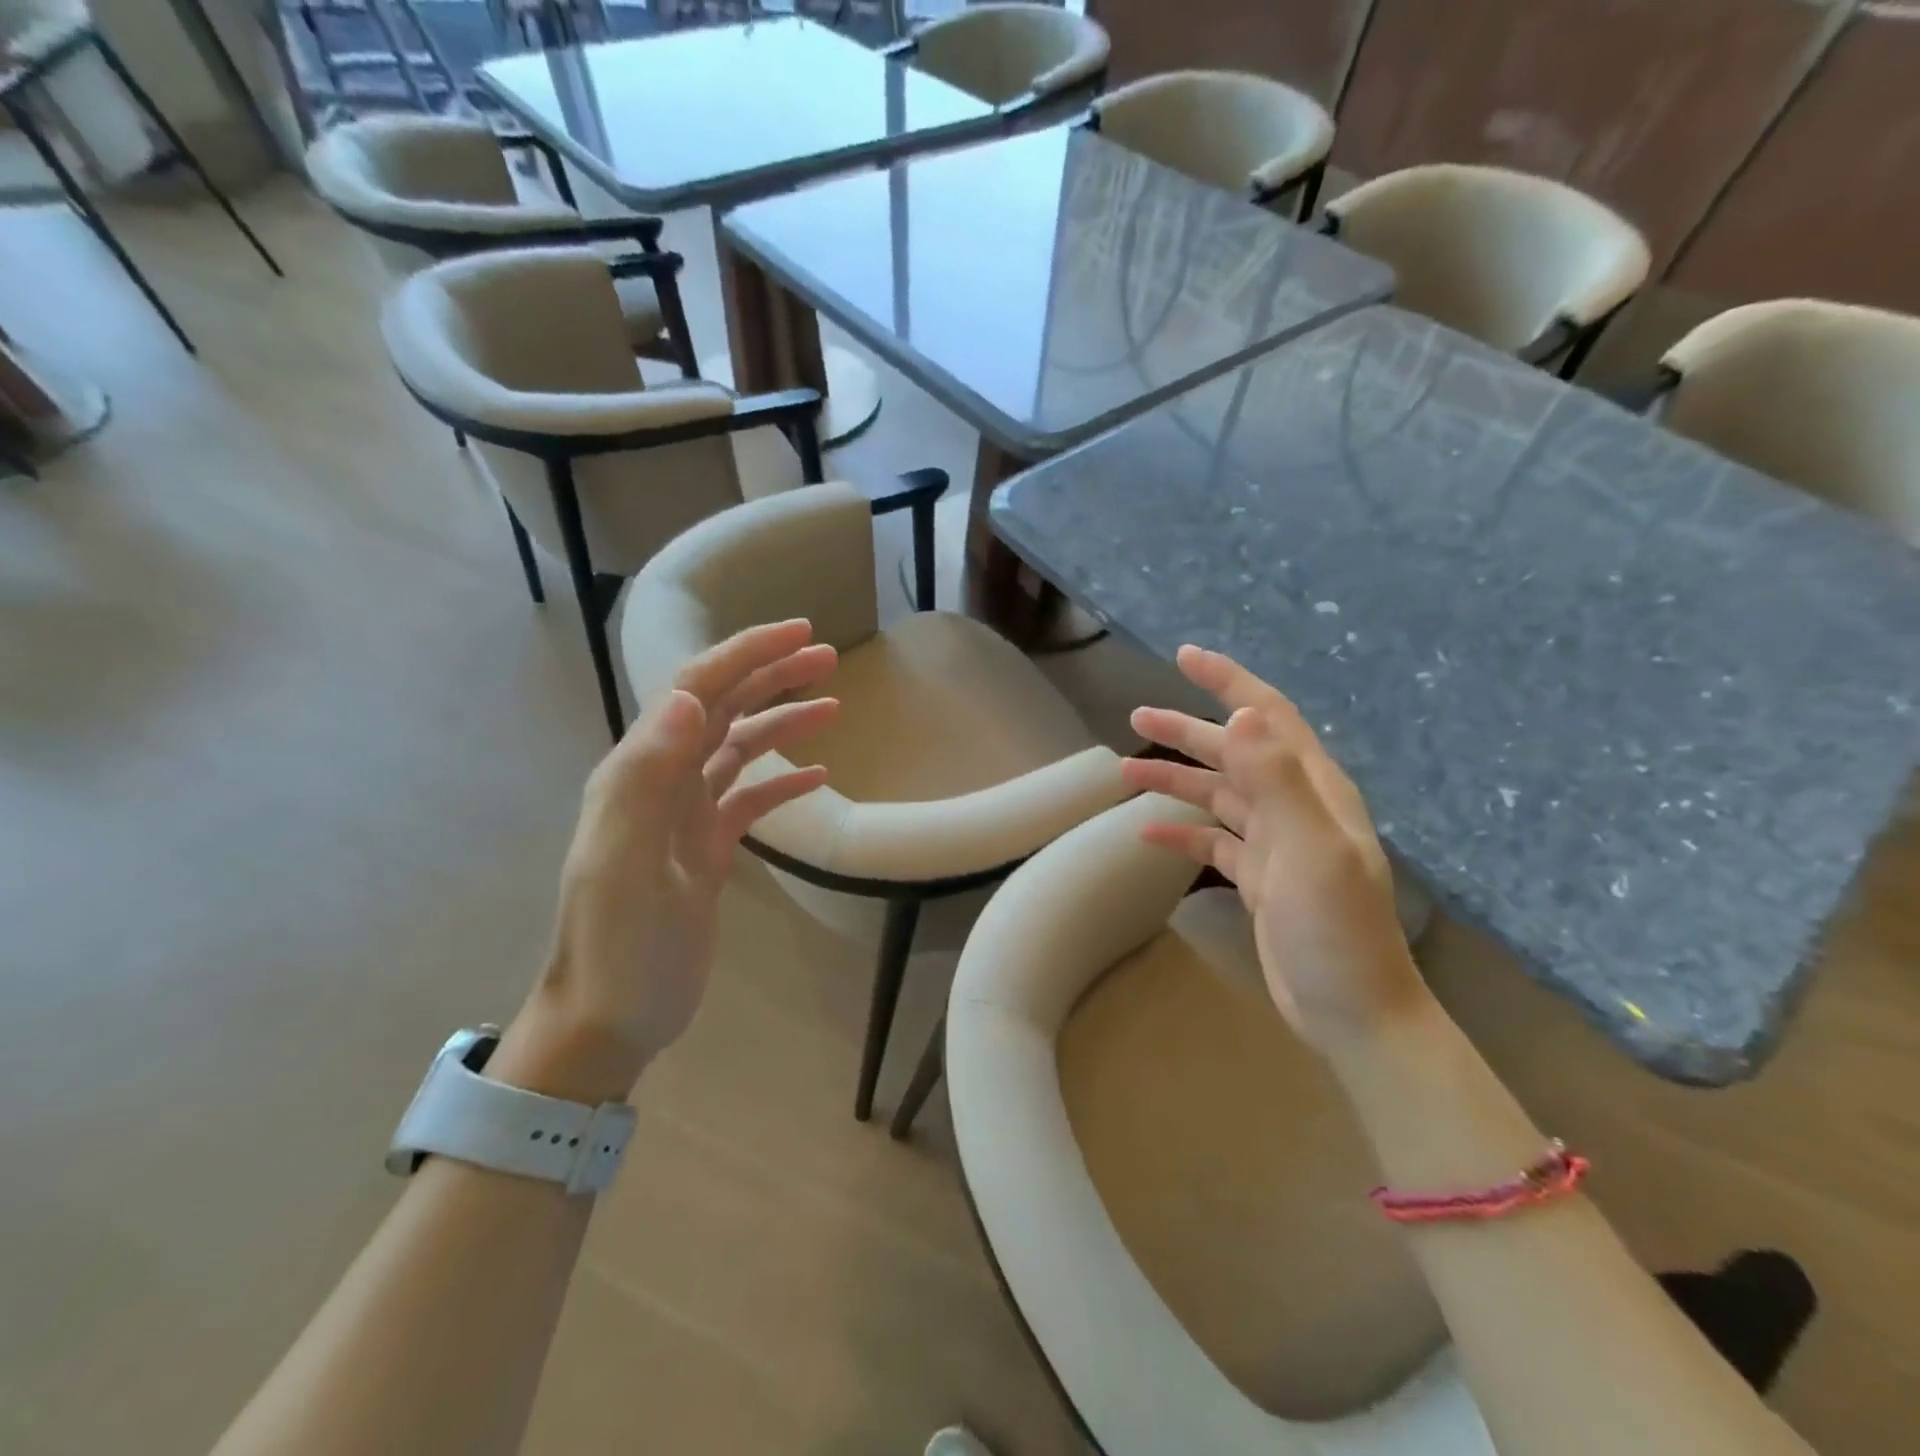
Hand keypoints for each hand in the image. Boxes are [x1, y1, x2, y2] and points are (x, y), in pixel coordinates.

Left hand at [493, 621, 837, 1100]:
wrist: (609, 1018)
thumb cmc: (616, 947)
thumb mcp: (624, 865)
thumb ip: (645, 780)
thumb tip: (686, 698)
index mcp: (639, 773)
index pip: (696, 690)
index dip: (746, 654)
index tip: (800, 634)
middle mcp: (661, 782)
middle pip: (723, 709)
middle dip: (772, 675)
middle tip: (828, 657)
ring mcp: (685, 816)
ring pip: (739, 749)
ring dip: (782, 722)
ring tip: (832, 705)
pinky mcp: (705, 849)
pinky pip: (749, 799)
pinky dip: (782, 782)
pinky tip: (816, 776)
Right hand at [1119, 645, 1429, 1055]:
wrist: (1354, 1012)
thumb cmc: (1335, 929)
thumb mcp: (1309, 850)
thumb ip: (1277, 779)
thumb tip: (1242, 711)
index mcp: (1312, 788)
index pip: (1267, 715)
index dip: (1228, 681)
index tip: (1184, 656)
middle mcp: (1295, 806)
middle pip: (1233, 751)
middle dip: (1186, 730)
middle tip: (1136, 717)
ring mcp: (1276, 843)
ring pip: (1218, 794)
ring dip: (1176, 779)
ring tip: (1125, 771)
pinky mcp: (1260, 878)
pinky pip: (1212, 841)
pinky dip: (1181, 831)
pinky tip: (1147, 833)